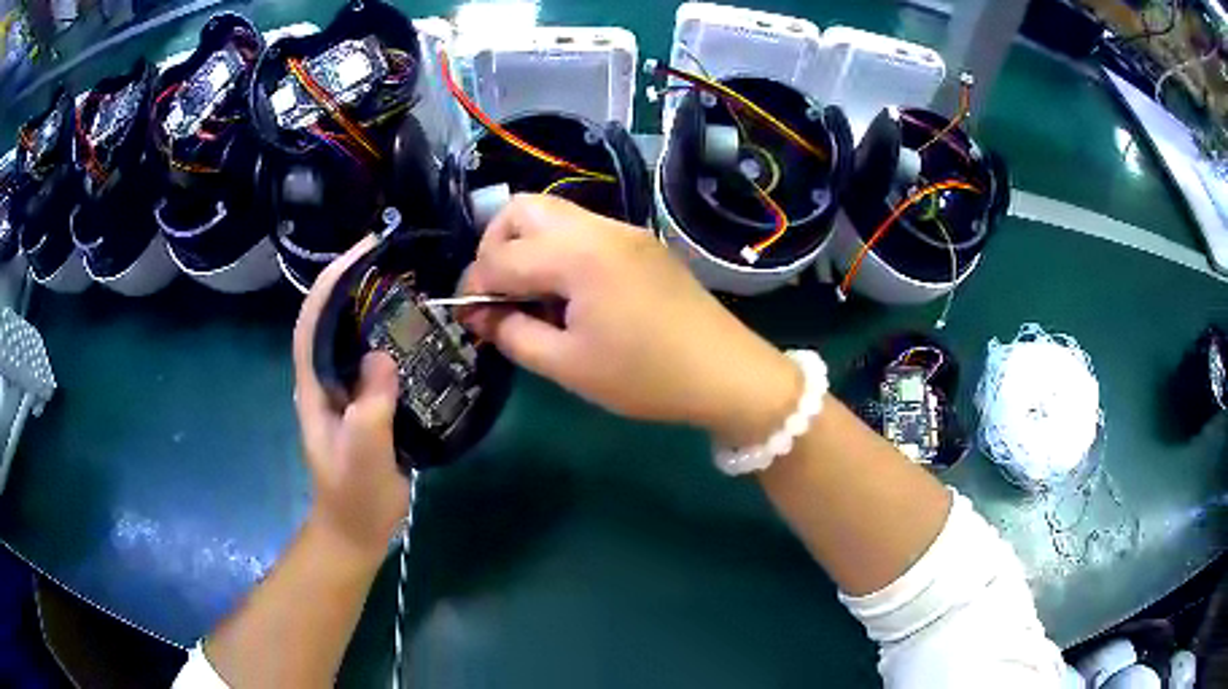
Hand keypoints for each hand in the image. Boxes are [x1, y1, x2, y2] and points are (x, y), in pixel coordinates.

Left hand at [292, 236, 408, 561]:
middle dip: (352, 281)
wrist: (356, 530)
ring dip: (371, 304)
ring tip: (405, 281)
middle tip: (392, 256)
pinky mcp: (363, 402)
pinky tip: (414, 331)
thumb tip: (382, 356)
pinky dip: (389, 336)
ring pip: (351, 335)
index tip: (362, 250)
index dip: (331, 282)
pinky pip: (373, 358)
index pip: (312, 321)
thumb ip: (369, 406)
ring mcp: (343, 391)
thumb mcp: (363, 455)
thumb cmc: (355, 496)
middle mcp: (323, 379)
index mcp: (313, 386)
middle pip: (330, 318)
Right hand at [461, 195, 800, 444]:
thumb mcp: (568, 366)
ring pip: (552, 214)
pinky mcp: (640, 242)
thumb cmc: (645, 377)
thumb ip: (513, 334)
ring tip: (533, 298)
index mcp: (576, 255)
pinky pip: (581, 230)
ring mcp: (623, 230)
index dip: (474, 286)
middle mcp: (598, 227)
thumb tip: (479, 315)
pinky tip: (569, 294)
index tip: (470, 319)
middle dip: (495, 247)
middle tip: (501, 295)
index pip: (500, 256)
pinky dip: (557, 251)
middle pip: (521, 209)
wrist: (727, 373)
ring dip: (526, 247)